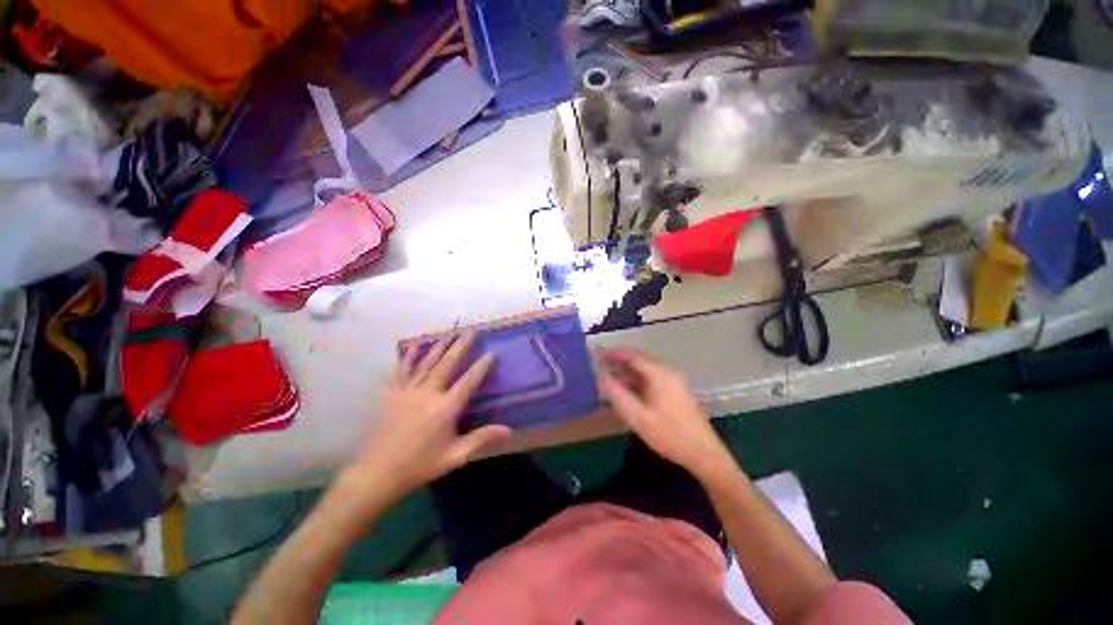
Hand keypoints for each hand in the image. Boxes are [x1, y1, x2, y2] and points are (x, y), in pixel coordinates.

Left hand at [344, 333, 512, 504]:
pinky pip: (402, 370)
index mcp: (446, 407)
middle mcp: (429, 392)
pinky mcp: (393, 394)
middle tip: (471, 331)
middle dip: (461, 346)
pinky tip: (414, 346)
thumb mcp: (456, 455)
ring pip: (427, 362)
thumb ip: (482, 439)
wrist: (378, 472)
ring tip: (450, 333)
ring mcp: (409, 391)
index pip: (469, 381)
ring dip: (439, 346)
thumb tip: (509, 431)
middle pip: (448, 363)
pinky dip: (409, 357)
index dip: (481, 366)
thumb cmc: (420, 464)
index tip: (491, 352)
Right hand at [600, 348, 734, 479]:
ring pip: (645, 368)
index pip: (633, 356)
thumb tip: (602, 377)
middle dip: (619, 360)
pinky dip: (636, 378)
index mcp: (660, 374)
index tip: (597, 355)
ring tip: (609, 375)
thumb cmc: (670, 435)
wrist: (704, 454)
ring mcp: (673, 381)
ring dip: (627, 369)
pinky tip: (627, 388)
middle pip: (640, 359)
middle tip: (600, 364)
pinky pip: (651, 377)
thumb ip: (619, 395)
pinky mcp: (675, 390)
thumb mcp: (639, 418)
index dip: (613, 354)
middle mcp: (668, 372)